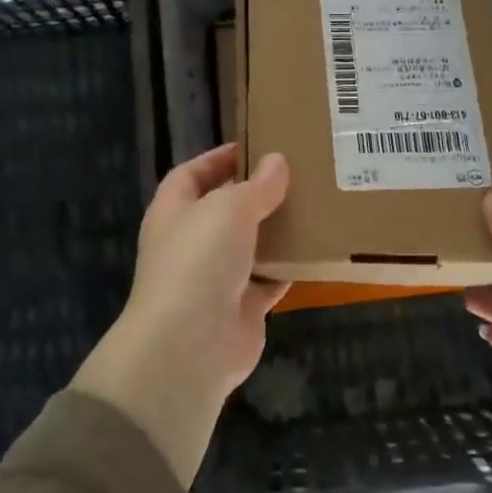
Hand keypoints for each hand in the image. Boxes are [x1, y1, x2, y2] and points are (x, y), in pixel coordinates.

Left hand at [73, 144, 289, 484]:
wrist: (190, 346)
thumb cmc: (199, 261)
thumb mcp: (229, 208)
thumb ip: (257, 186)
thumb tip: (277, 162)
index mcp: (174, 211)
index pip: (192, 174)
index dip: (219, 158)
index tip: (256, 146)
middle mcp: (191, 242)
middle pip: (225, 209)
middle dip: (257, 193)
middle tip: (298, 172)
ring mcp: (215, 278)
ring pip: (251, 244)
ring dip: (277, 230)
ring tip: (314, 204)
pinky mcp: (242, 308)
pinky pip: (270, 280)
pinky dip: (289, 267)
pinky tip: (317, 249)